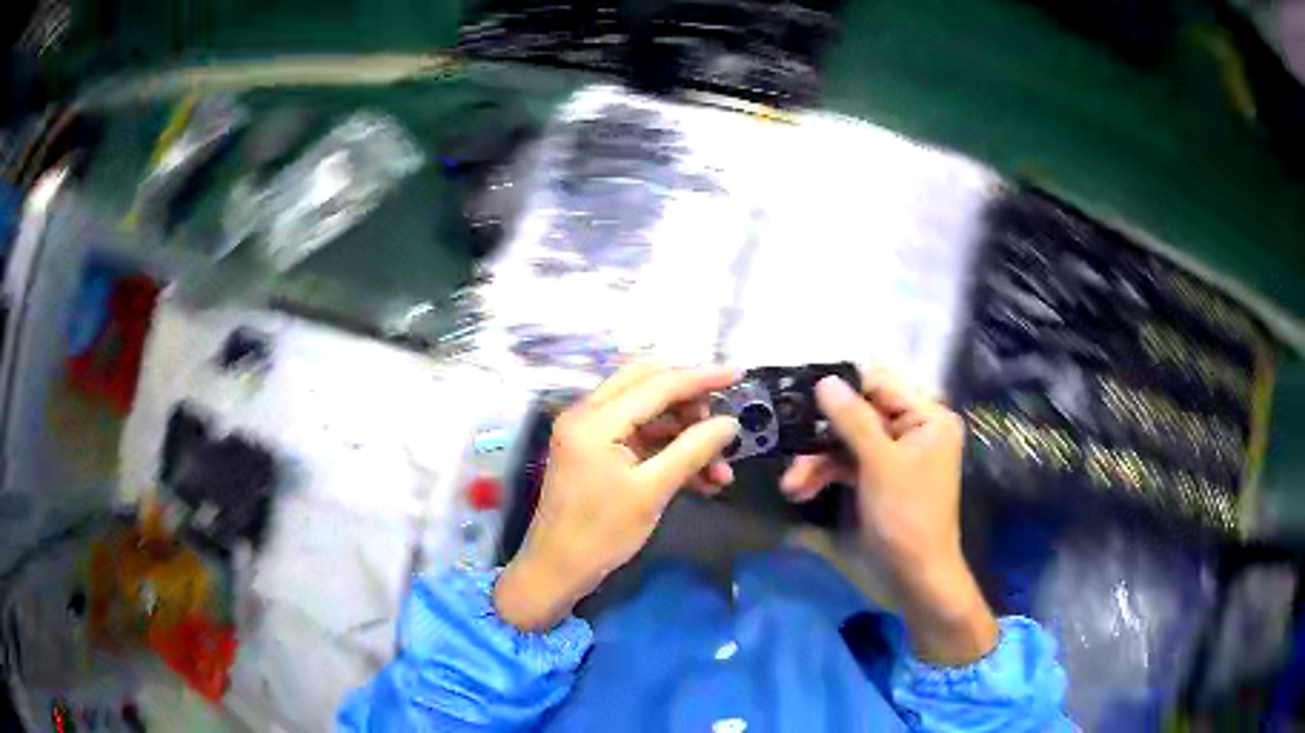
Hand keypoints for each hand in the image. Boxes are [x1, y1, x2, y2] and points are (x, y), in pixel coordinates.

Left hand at [495, 363, 740, 631]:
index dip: (701, 377)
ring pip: (647, 413)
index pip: (657, 383)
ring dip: (684, 433)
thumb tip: (730, 423)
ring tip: (721, 467)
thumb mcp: (653, 491)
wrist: (557, 569)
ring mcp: (589, 431)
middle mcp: (587, 413)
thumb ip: (693, 450)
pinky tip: (703, 478)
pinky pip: (639, 436)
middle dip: (690, 400)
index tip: (739, 374)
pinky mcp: (595, 450)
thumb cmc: (602, 533)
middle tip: (723, 421)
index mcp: (595, 419)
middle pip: (647, 385)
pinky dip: (669, 450)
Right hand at [780, 368, 997, 664]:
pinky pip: (848, 465)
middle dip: (823, 437)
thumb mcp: (879, 464)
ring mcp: (895, 456)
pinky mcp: (879, 479)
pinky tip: (800, 492)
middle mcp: (914, 430)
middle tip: (790, 448)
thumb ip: (853, 419)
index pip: (881, 386)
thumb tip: (825, 380)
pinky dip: (825, 476)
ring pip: (848, 443)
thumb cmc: (907, 516)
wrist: (915, 578)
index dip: (842, 388)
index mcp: (928, 418)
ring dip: (817, 462)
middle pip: (860, 416)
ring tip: (790, 486)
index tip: (802, 393)